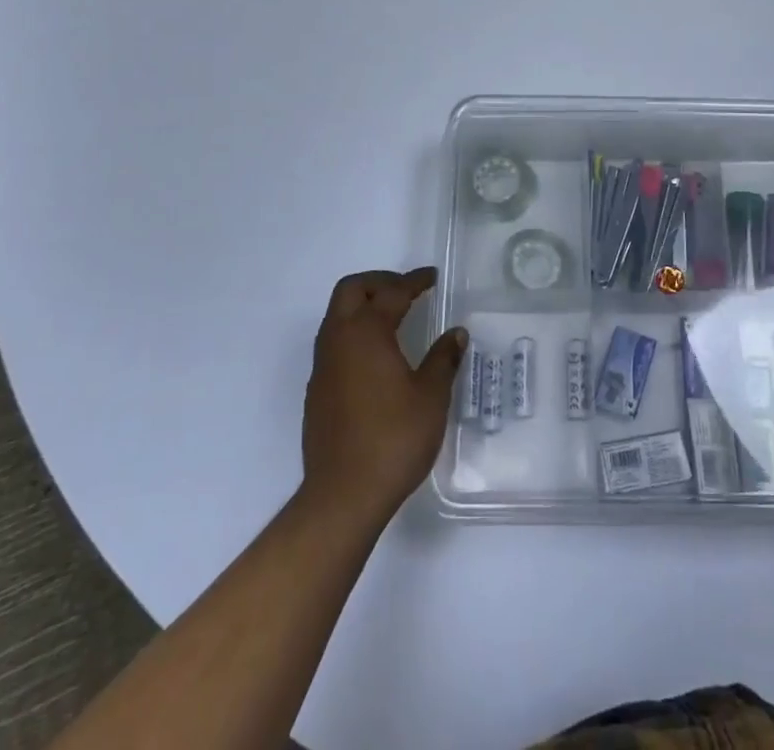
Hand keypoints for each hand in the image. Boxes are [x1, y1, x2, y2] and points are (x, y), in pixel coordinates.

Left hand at [302, 267, 466, 528]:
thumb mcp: (431, 397)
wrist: (343, 496)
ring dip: (363, 306)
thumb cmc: (393, 439)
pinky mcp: (317, 391)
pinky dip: (355, 333)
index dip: (414, 281)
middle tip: (407, 290)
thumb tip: (456, 334)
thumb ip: (444, 359)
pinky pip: (334, 343)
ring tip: (394, 317)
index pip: (392, 292)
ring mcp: (323, 367)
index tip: (431, 277)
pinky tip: (377, 356)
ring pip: (337, 316)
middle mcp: (339, 340)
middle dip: (379, 282)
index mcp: (366, 332)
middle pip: (351, 290)